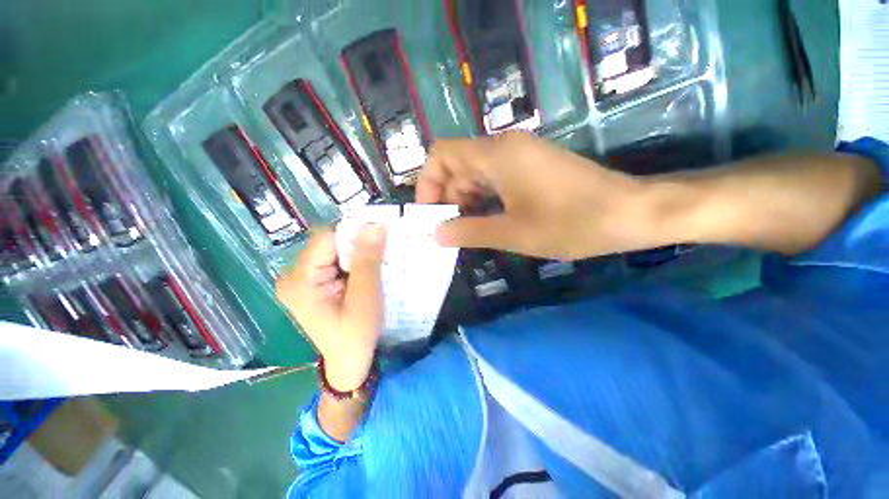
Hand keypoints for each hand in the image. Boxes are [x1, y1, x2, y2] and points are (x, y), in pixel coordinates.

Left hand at [275, 226, 385, 390]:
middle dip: (358, 244)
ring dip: (359, 252)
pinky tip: (369, 269)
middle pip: (330, 243)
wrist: (349, 361)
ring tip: (379, 260)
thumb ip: (367, 260)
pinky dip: (355, 260)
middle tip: (384, 249)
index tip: (381, 234)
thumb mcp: (365, 297)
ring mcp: (303, 279)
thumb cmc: (356, 334)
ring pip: (336, 250)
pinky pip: (337, 260)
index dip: (355, 234)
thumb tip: (374, 224)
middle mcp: (294, 275)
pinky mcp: (314, 282)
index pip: (327, 239)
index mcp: (300, 280)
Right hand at [416, 132, 657, 259]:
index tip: (431, 215)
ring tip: (467, 231)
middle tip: (450, 231)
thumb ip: (469, 232)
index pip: (441, 154)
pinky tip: (488, 221)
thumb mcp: (513, 233)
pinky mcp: (531, 168)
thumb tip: (435, 234)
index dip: (428, 183)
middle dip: (447, 197)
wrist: (632, 213)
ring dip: (465, 201)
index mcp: (496, 155)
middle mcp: (504, 147)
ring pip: (475, 174)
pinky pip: (494, 179)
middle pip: (457, 165)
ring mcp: (520, 156)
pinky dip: (484, 199)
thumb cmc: (572, 223)